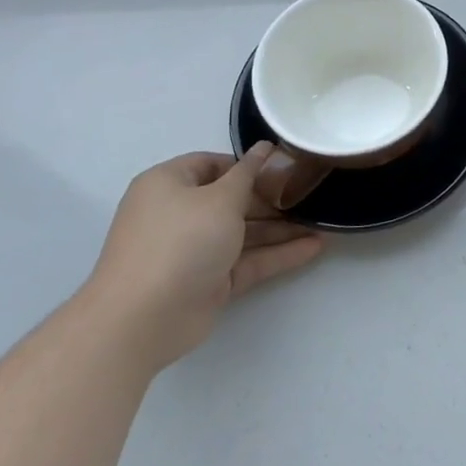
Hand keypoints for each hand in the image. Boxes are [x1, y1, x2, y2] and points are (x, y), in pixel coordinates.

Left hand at [86, 143, 323, 371]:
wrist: (144, 318)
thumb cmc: (181, 241)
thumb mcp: (220, 199)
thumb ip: (249, 174)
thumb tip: (265, 148)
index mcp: (169, 185)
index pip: (212, 165)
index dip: (248, 164)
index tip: (285, 166)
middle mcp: (179, 214)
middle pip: (231, 200)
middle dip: (271, 200)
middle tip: (311, 196)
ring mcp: (194, 251)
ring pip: (243, 233)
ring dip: (280, 229)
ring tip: (322, 223)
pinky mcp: (209, 281)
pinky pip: (248, 261)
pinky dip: (277, 255)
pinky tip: (314, 248)